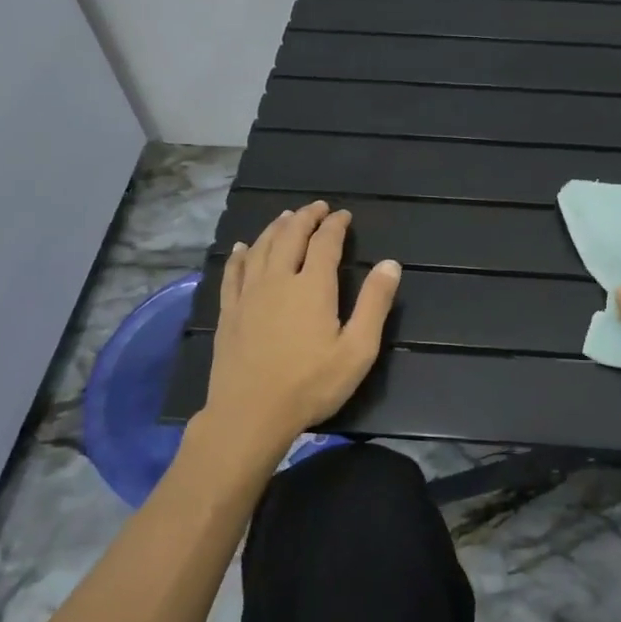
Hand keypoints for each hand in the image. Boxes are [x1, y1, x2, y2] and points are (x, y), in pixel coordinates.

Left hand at [200, 201, 400, 455]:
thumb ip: (374, 304)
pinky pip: (233, 272)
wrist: (250, 414)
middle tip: (317, 207)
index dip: (335, 225)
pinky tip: (243, 248)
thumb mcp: (357, 350)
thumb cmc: (311, 385)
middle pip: (290, 236)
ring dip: (275, 228)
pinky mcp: (229, 312)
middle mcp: (278, 280)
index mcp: (313, 287)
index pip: (325, 243)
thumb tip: (390, 264)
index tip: (343, 215)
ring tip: (286, 217)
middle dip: (306, 218)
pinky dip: (240, 255)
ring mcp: (249, 295)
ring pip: (261, 248)